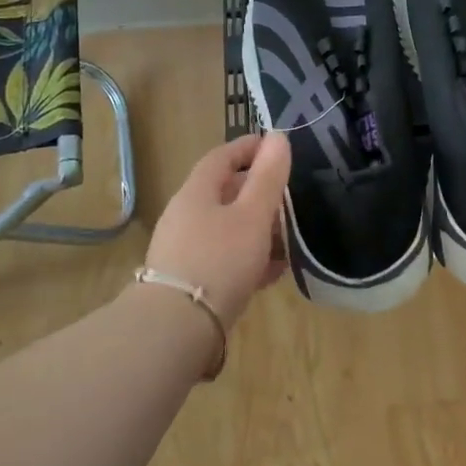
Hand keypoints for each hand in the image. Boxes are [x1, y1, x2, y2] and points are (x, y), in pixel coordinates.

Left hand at [143, 132, 291, 325]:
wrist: (177, 327)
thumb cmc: (219, 260)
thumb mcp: (252, 216)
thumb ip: (267, 177)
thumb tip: (278, 137)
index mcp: (197, 193)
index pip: (221, 157)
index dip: (248, 147)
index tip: (274, 146)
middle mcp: (185, 216)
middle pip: (224, 193)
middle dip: (257, 192)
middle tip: (288, 196)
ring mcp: (184, 249)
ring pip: (226, 227)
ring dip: (257, 228)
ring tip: (288, 237)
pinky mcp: (190, 280)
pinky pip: (224, 258)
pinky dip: (249, 257)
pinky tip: (272, 272)